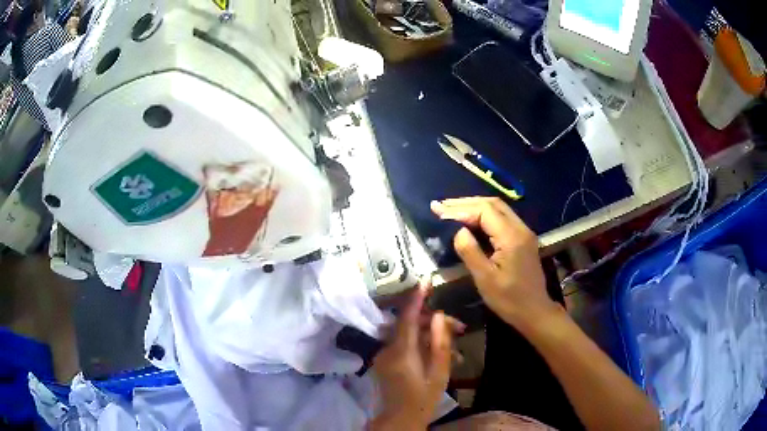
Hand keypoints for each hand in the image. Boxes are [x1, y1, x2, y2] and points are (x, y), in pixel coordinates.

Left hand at [370, 282, 463, 429]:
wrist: (400, 419)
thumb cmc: (424, 399)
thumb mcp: (439, 373)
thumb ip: (440, 343)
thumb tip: (440, 316)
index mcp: (401, 352)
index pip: (407, 318)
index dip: (416, 299)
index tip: (425, 281)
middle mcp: (387, 349)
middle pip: (409, 326)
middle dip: (432, 322)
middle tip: (458, 328)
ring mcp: (383, 355)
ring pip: (406, 335)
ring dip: (427, 335)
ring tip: (452, 344)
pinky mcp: (383, 361)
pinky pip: (402, 345)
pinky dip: (418, 344)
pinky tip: (435, 353)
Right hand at [431, 197, 561, 329]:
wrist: (535, 312)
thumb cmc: (509, 299)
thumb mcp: (485, 279)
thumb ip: (470, 251)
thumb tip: (458, 231)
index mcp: (511, 237)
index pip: (484, 211)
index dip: (461, 209)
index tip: (439, 211)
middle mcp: (520, 228)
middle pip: (492, 204)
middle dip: (465, 203)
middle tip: (441, 205)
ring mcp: (524, 232)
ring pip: (498, 208)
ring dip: (474, 206)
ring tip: (451, 209)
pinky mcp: (523, 239)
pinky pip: (502, 218)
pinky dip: (484, 214)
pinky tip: (470, 219)